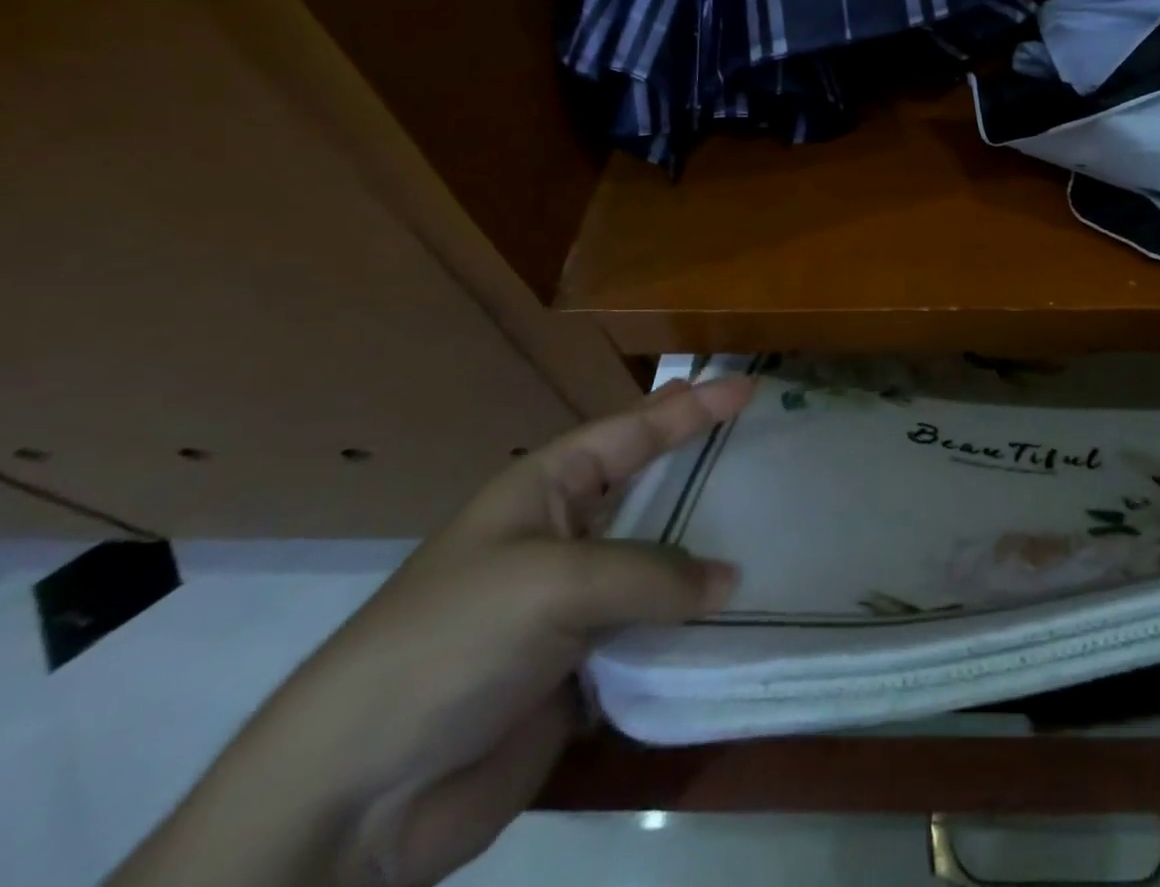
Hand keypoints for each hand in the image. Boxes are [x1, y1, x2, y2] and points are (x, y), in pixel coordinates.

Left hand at [110, 374, 753, 886]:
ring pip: (661, 566)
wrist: (358, 797)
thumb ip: (651, 573)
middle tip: (765, 448)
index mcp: (546, 489)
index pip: (633, 432)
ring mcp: (576, 605)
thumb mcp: (553, 583)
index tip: (747, 389)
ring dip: (709, 556)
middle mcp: (567, 537)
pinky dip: (695, 626)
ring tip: (775, 530)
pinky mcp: (586, 669)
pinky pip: (655, 632)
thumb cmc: (451, 642)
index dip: (691, 408)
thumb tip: (728, 580)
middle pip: (651, 492)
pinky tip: (742, 615)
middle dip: (705, 471)